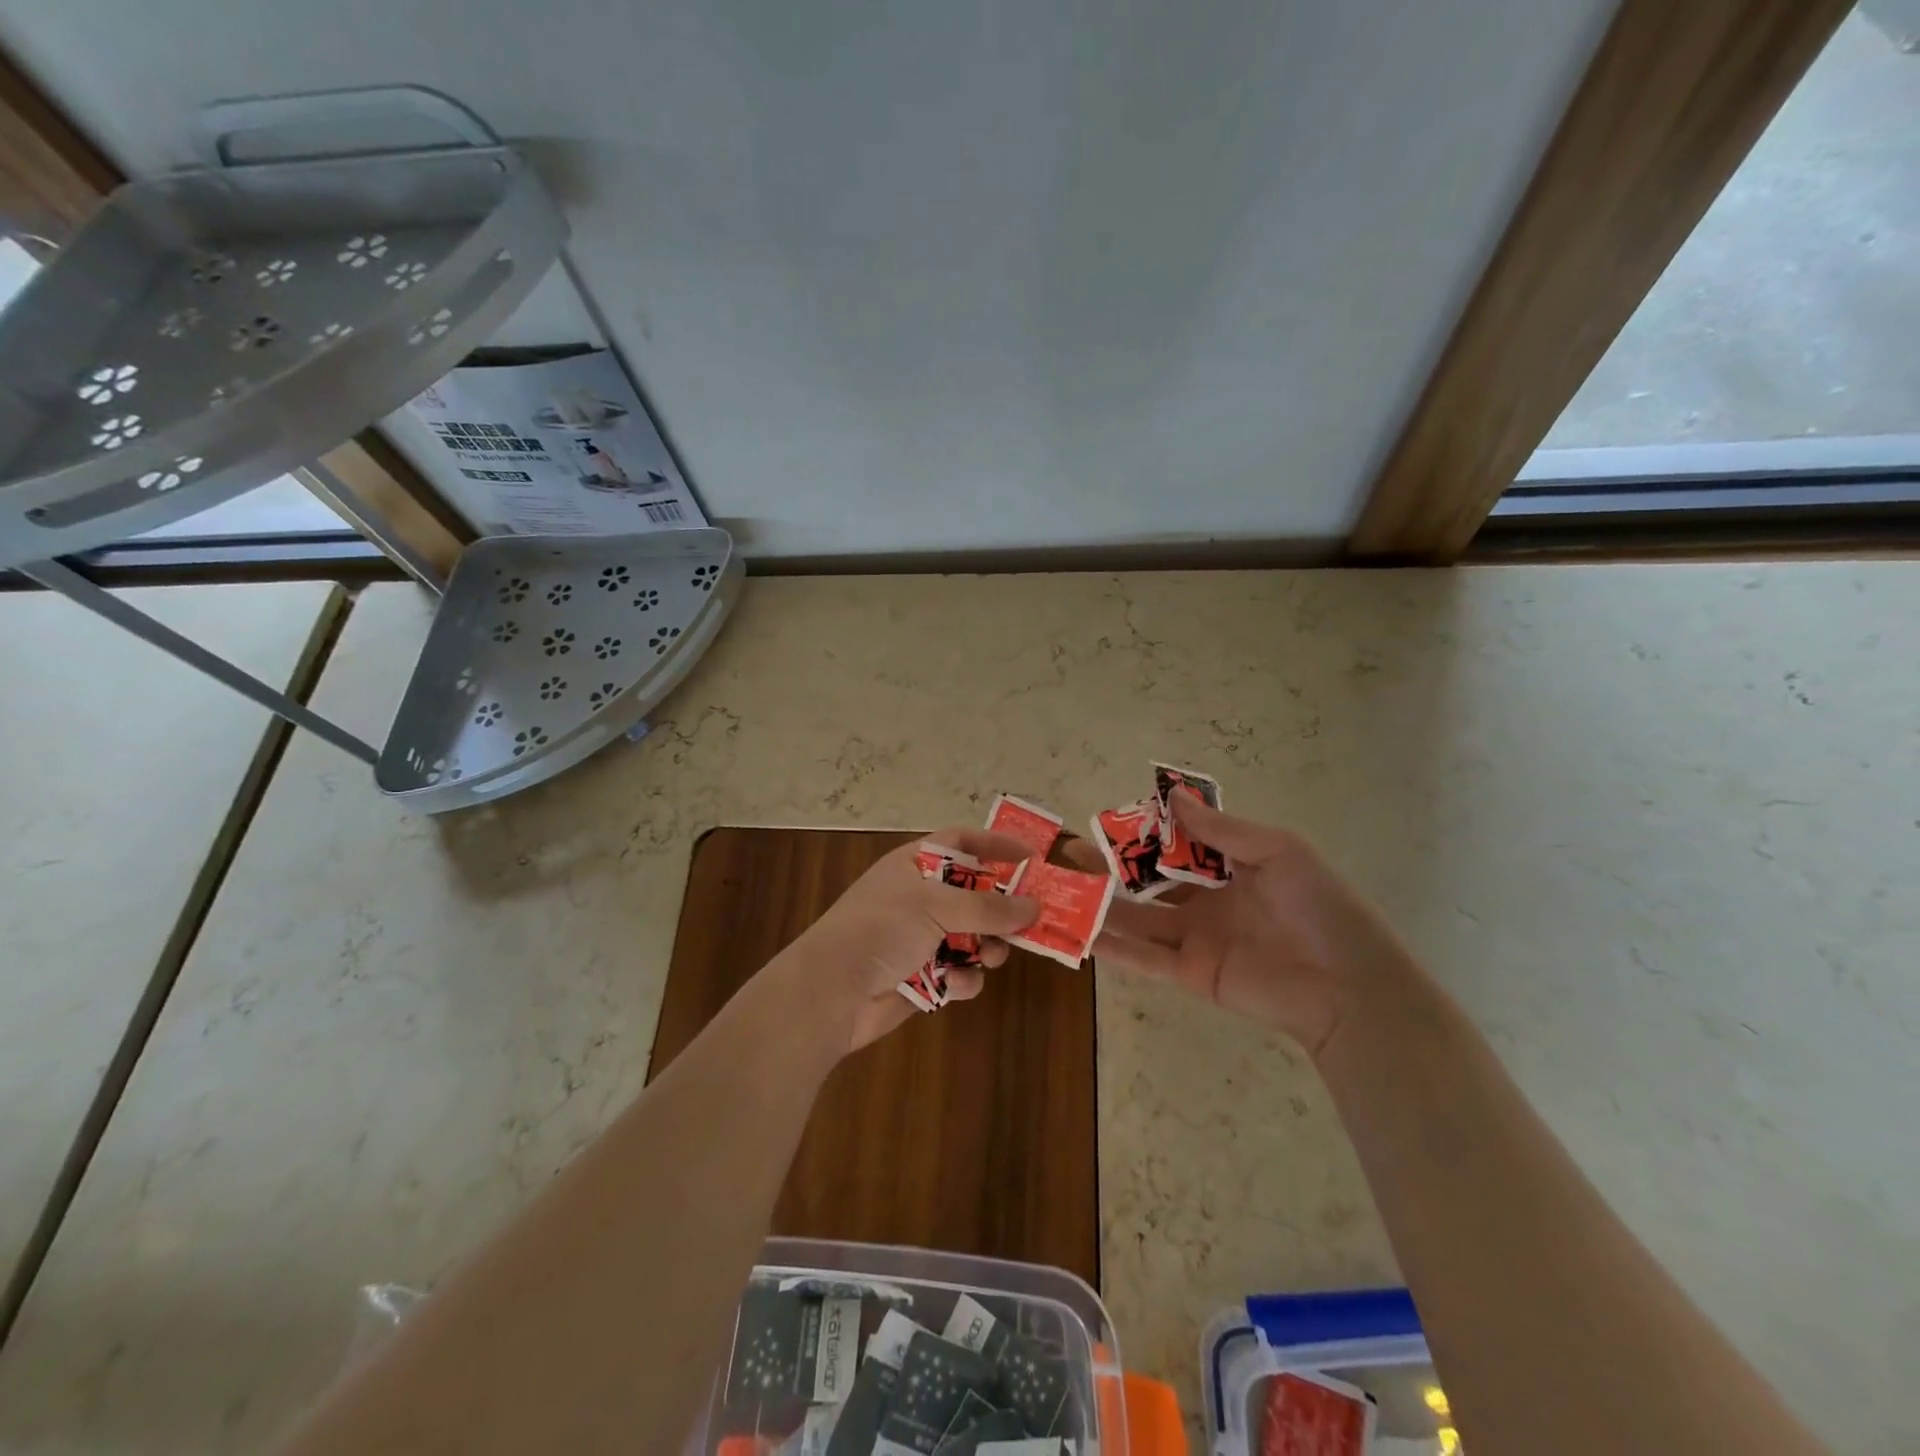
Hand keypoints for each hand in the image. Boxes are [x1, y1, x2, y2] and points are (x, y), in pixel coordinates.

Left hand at [781, 829, 1040, 1052]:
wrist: (831, 993)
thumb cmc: (881, 929)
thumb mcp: (935, 906)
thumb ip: (988, 906)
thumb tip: (1034, 906)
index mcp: (915, 864)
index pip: (962, 841)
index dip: (996, 844)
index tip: (1033, 856)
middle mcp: (920, 896)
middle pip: (975, 893)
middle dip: (1000, 909)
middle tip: (1028, 921)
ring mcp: (920, 937)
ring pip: (973, 936)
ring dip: (987, 947)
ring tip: (992, 956)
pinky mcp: (922, 976)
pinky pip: (958, 972)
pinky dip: (960, 979)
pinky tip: (952, 985)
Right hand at [1079, 795, 1419, 1057]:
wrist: (1350, 987)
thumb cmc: (1320, 908)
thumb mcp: (1279, 852)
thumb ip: (1222, 831)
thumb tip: (1174, 796)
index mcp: (1231, 869)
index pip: (1177, 846)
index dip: (1145, 833)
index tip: (1109, 821)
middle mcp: (1207, 901)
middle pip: (1149, 881)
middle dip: (1112, 868)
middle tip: (1069, 855)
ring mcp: (1196, 938)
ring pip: (1138, 918)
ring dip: (1102, 905)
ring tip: (1061, 889)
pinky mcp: (1190, 973)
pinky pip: (1145, 957)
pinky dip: (1113, 947)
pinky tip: (1080, 933)